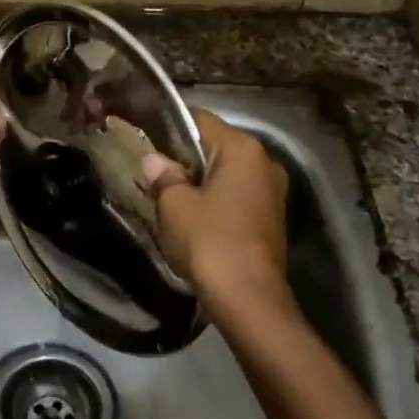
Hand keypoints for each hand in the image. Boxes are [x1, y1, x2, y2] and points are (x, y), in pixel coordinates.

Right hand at [141, 110, 289, 307]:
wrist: (248, 298)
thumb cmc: (209, 240)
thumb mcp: (175, 205)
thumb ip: (163, 177)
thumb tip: (153, 161)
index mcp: (243, 149)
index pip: (200, 120)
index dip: (169, 127)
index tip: (144, 137)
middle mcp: (265, 162)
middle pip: (216, 147)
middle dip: (185, 158)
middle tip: (152, 171)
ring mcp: (273, 192)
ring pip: (227, 174)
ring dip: (200, 182)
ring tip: (168, 197)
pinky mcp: (271, 219)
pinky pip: (237, 197)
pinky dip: (215, 201)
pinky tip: (193, 218)